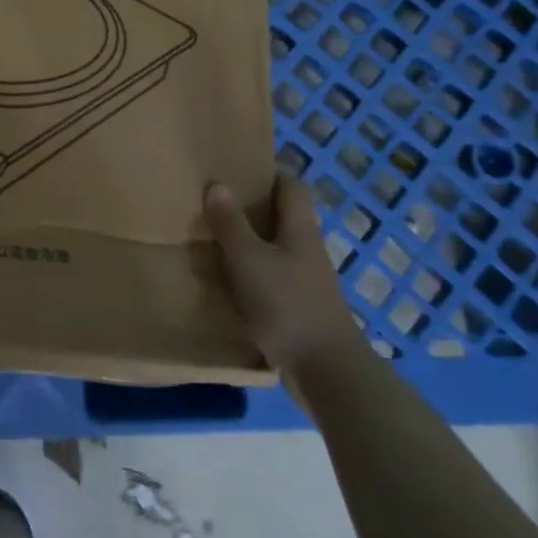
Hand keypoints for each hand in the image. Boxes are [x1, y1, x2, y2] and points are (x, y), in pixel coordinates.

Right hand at [204, 171, 363, 388]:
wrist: (327, 372)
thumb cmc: (288, 305)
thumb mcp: (249, 260)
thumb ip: (231, 224)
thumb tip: (217, 183)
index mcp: (300, 230)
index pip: (292, 186)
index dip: (269, 171)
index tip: (237, 166)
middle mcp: (306, 250)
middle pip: (282, 216)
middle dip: (251, 206)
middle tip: (213, 199)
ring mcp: (305, 281)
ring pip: (274, 248)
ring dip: (248, 241)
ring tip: (210, 236)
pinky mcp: (297, 308)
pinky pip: (270, 277)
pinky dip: (249, 272)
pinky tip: (224, 280)